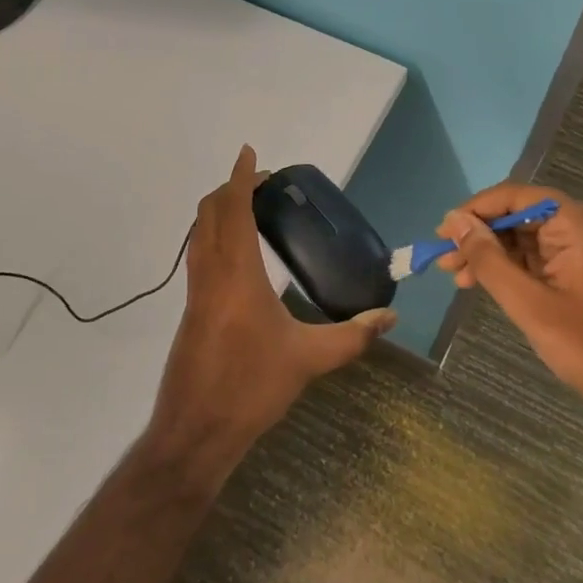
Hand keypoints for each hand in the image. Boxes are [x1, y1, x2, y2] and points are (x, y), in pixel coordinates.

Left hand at [147, 146, 395, 475]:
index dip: (241, 177)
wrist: (196, 429)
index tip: (250, 153)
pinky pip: (199, 256)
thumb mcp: (309, 360)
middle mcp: (209, 274)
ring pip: (199, 234)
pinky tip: (238, 257)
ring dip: (219, 212)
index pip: (234, 210)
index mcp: (236, 274)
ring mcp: (195, 292)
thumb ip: (352, 336)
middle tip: (262, 184)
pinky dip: (214, 237)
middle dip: (230, 188)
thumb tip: (390, 317)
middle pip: (209, 213)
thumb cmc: (252, 387)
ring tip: (251, 210)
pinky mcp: (191, 311)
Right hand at [437, 184, 582, 430]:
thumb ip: (488, 259)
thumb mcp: (529, 303)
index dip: (475, 210)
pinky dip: (515, 270)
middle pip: (522, 217)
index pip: (517, 196)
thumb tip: (455, 222)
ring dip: (493, 256)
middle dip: (480, 237)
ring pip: (530, 240)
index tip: (443, 233)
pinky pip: (545, 259)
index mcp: (579, 224)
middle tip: (445, 263)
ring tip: (457, 279)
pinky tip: (488, 286)